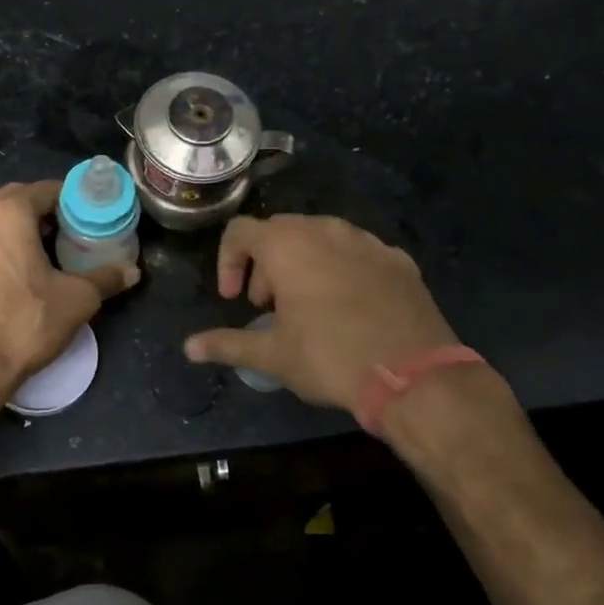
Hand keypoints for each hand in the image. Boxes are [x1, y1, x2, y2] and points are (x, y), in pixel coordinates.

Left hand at [0, 179, 138, 398]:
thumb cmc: (25, 323)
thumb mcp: (77, 300)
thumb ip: (106, 278)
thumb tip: (132, 272)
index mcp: (7, 211)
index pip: (46, 190)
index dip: (70, 202)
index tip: (86, 220)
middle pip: (13, 202)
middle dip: (39, 214)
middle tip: (63, 237)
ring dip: (10, 232)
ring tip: (33, 258)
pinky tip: (1, 280)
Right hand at [183, 214, 457, 411]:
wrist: (414, 374)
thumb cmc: (330, 357)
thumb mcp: (272, 355)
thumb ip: (227, 344)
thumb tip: (189, 348)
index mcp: (287, 245)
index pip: (240, 232)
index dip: (228, 262)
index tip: (235, 299)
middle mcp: (325, 229)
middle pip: (280, 232)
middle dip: (265, 266)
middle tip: (269, 307)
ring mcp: (367, 241)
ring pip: (320, 238)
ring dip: (302, 265)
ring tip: (307, 308)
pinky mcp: (397, 258)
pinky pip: (356, 253)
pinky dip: (340, 270)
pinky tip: (349, 308)